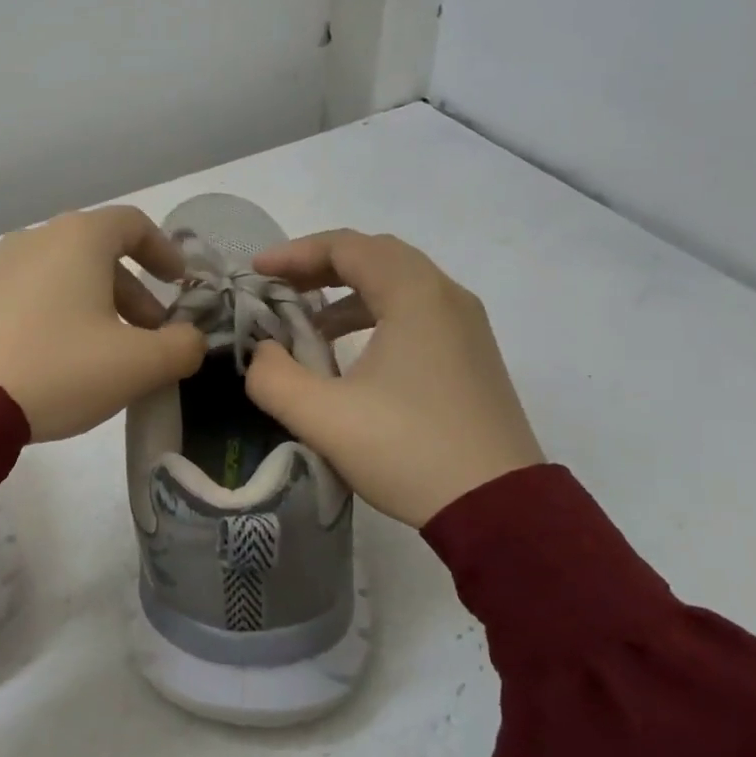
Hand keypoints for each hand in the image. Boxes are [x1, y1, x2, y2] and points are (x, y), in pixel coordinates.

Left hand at [0, 206, 206, 441]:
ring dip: (99, 307)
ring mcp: (0, 268)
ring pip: (66, 277)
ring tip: (110, 354)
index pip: (133, 224)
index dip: (165, 251)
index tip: (180, 284)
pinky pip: (34, 296)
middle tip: (151, 334)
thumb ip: (181, 347)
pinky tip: (64, 360)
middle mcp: (37, 240)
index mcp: (79, 238)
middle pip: (100, 254)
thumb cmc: (59, 367)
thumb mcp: (137, 364)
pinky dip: (62, 316)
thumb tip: (190, 340)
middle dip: (134, 293)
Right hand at [244, 230, 543, 527]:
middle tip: (279, 286)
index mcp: (415, 296)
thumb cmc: (408, 450)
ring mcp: (466, 327)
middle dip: (320, 266)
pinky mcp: (471, 356)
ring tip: (307, 321)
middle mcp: (446, 298)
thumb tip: (264, 352)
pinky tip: (348, 352)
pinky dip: (374, 314)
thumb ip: (273, 377)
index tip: (256, 272)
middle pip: (376, 256)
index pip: (347, 247)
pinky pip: (416, 312)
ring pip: (398, 284)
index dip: (294, 253)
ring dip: (347, 292)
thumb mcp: (322, 417)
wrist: (499, 509)